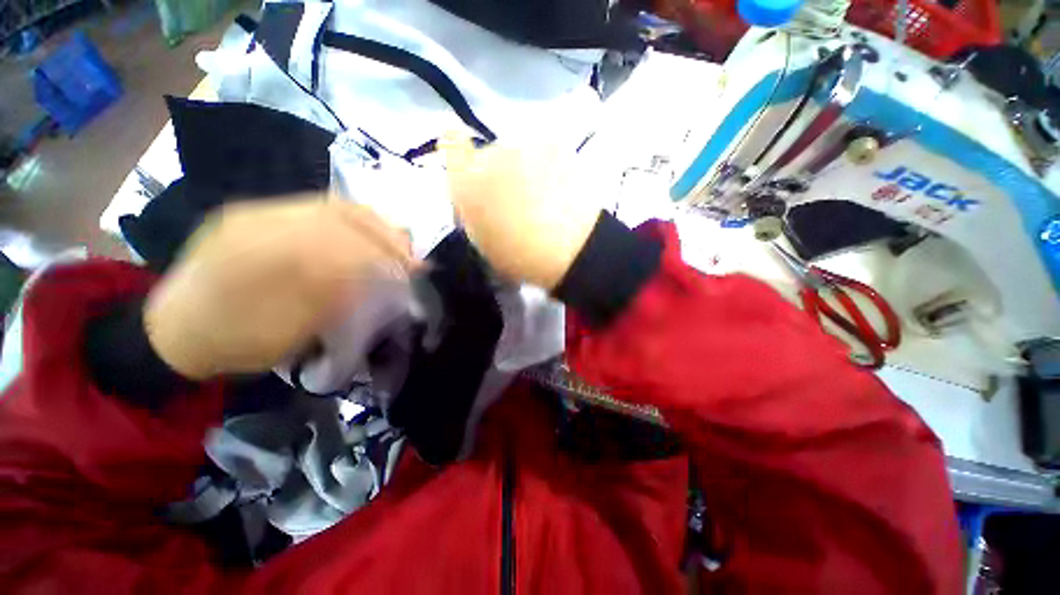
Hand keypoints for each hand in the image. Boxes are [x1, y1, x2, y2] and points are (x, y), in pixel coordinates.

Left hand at [144, 197, 413, 379]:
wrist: (176, 331)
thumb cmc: (234, 341)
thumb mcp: (287, 331)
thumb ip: (330, 296)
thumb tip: (373, 274)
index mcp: (264, 253)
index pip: (342, 239)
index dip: (385, 251)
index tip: (414, 268)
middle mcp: (259, 220)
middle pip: (338, 211)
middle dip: (384, 232)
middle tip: (410, 253)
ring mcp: (256, 212)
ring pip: (328, 205)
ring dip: (370, 223)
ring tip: (395, 242)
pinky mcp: (256, 214)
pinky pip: (313, 209)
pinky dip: (349, 221)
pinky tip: (363, 235)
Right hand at [439, 135, 599, 289]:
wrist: (570, 250)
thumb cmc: (521, 256)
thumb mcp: (483, 240)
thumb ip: (473, 210)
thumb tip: (478, 197)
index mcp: (466, 183)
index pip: (451, 146)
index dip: (460, 154)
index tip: (473, 169)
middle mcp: (490, 155)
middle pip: (489, 156)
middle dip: (498, 174)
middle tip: (518, 200)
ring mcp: (525, 145)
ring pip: (519, 153)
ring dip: (525, 170)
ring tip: (545, 198)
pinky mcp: (554, 143)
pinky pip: (544, 152)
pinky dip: (549, 166)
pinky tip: (560, 189)